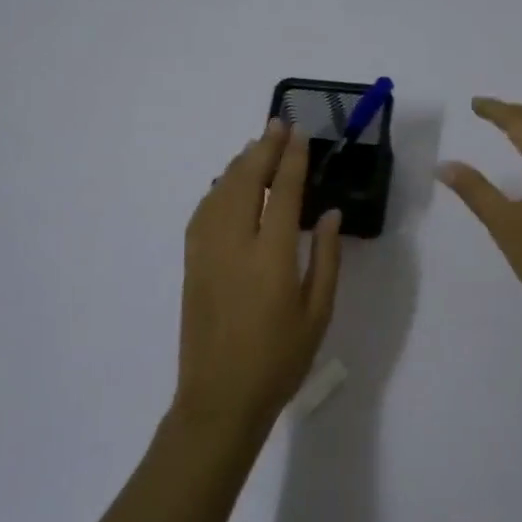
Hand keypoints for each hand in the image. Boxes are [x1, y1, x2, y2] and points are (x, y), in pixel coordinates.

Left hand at [177, 119, 342, 430]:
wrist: (220, 397)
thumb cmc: (280, 360)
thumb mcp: (318, 313)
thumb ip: (326, 258)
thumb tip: (330, 214)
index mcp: (271, 257)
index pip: (283, 193)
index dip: (292, 159)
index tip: (299, 134)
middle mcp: (234, 244)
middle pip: (246, 182)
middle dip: (263, 149)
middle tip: (277, 124)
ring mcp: (206, 252)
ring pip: (219, 192)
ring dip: (238, 164)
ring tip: (255, 146)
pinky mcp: (191, 264)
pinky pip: (202, 213)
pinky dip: (215, 189)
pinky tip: (225, 184)